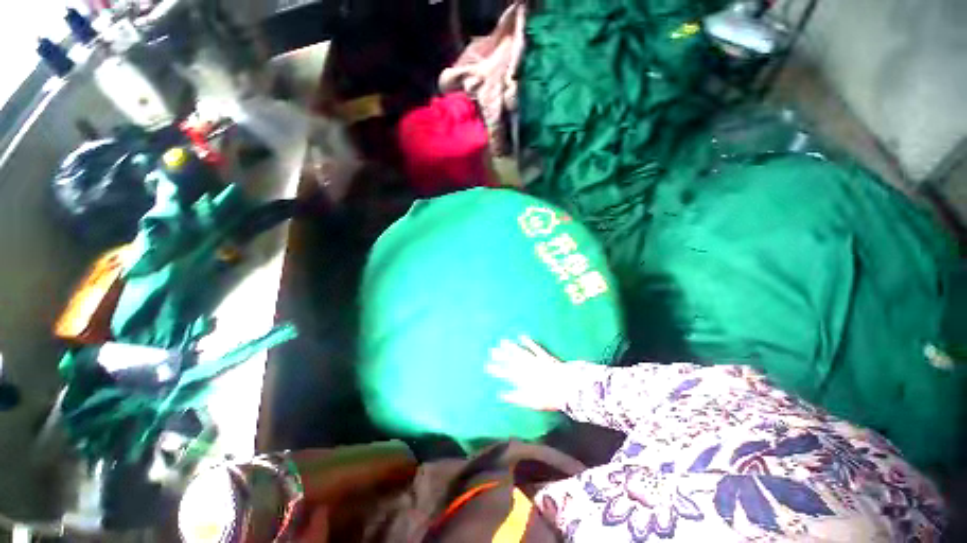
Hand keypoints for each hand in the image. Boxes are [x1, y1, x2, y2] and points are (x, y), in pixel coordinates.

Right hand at [486, 336, 577, 411]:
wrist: (567, 388)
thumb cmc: (549, 398)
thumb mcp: (531, 402)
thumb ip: (516, 398)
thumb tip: (501, 395)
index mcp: (522, 380)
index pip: (506, 374)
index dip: (496, 369)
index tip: (488, 365)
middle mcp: (527, 368)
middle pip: (511, 361)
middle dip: (500, 355)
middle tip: (491, 350)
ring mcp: (535, 361)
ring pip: (520, 352)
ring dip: (510, 347)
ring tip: (502, 341)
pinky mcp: (544, 356)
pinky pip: (534, 347)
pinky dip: (527, 342)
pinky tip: (522, 336)